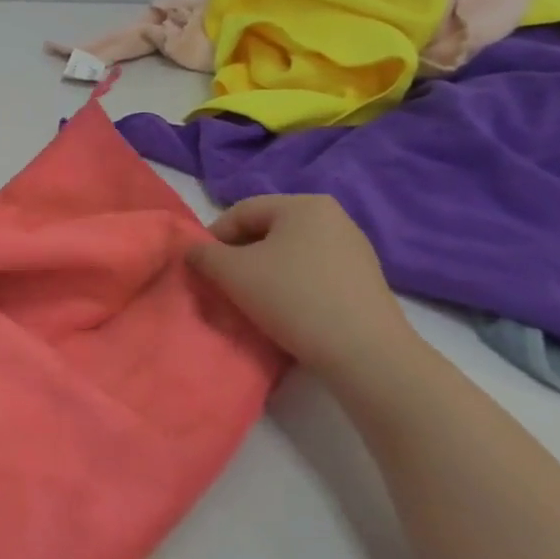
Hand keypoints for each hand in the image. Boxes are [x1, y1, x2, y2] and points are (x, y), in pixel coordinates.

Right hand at [186, 194, 416, 383]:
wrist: (365, 354)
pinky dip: (292, 285)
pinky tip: (286, 311)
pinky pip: (314, 272)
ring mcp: (354, 249)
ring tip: (253, 300)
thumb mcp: (232, 273)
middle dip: (240, 255)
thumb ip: (203, 255)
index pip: (242, 212)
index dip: (213, 237)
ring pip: (290, 253)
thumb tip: (193, 251)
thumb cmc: (292, 298)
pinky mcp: (365, 280)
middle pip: (267, 231)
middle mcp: (333, 217)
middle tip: (224, 284)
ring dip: (264, 272)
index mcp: (303, 204)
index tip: (202, 267)